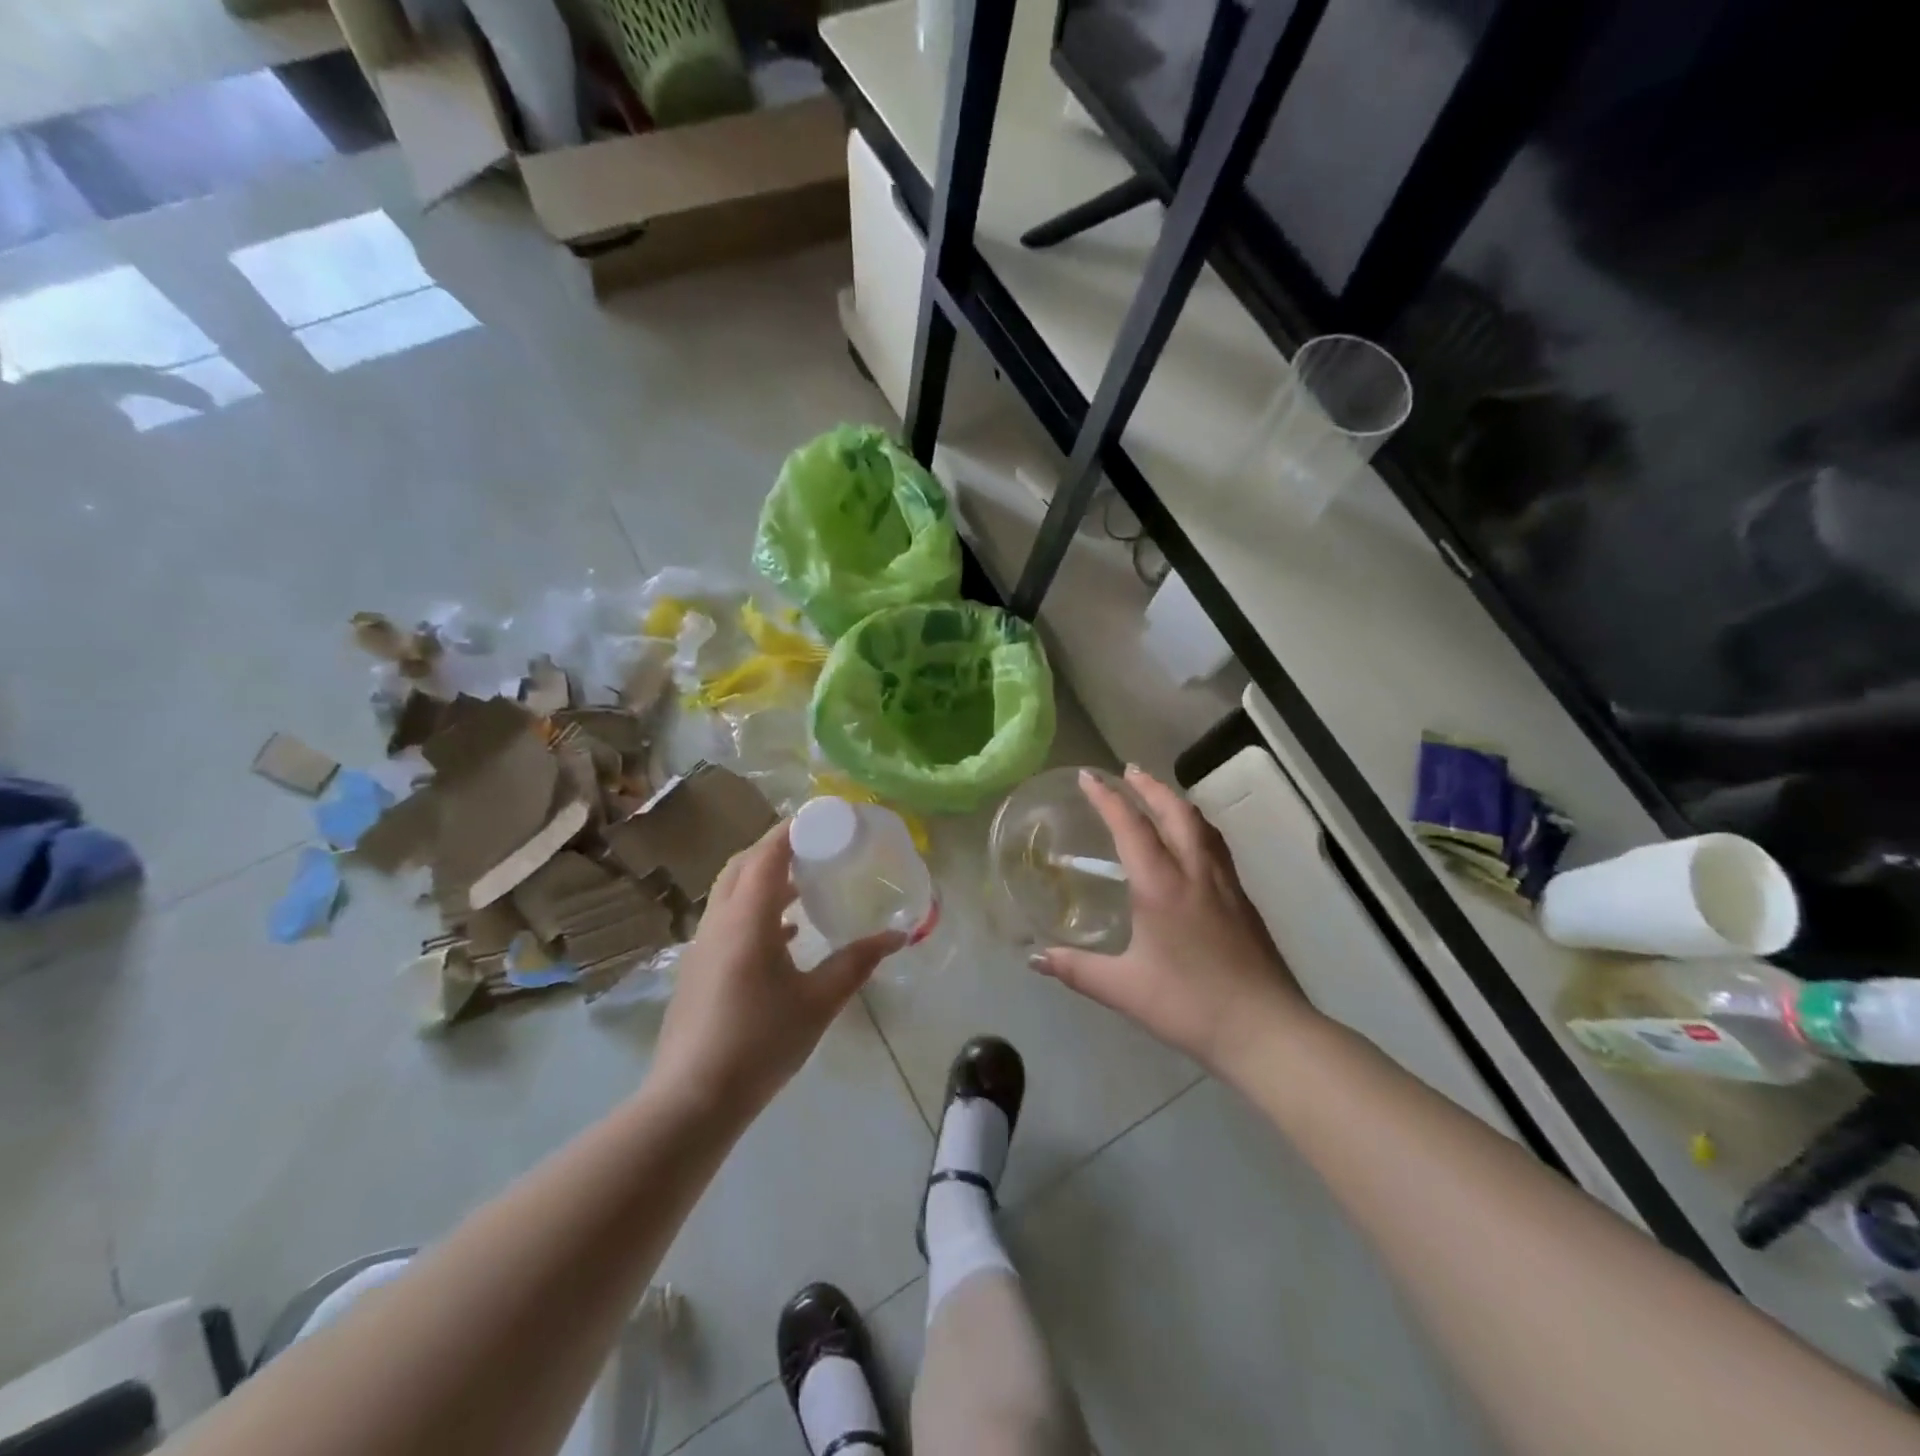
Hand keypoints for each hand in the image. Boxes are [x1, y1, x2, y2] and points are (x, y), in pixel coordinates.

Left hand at [652, 822, 903, 1121]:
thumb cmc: (759, 1044)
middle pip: (742, 865)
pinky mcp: (698, 969)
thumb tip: (897, 936)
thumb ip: (856, 963)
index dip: (792, 830)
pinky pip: (728, 920)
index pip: (766, 854)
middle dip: (776, 848)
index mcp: (746, 920)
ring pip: (731, 893)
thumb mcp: (818, 1002)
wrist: (691, 1101)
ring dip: (764, 879)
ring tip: (805, 884)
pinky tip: (786, 933)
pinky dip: (755, 911)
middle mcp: (718, 922)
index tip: (822, 817)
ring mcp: (702, 946)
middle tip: (814, 846)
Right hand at [1031, 766, 1312, 1076]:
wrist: (1265, 1030)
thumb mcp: (1124, 989)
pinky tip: (1193, 844)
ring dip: (1177, 802)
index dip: (1108, 798)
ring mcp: (1225, 885)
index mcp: (1162, 886)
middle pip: (1176, 812)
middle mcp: (1196, 873)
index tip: (1088, 776)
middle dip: (1150, 786)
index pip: (1132, 827)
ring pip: (1202, 826)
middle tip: (1129, 771)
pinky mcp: (1244, 902)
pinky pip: (1216, 847)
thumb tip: (1036, 958)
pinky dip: (1197, 827)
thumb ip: (1077, 969)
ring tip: (1159, 796)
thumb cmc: (1189, 1005)